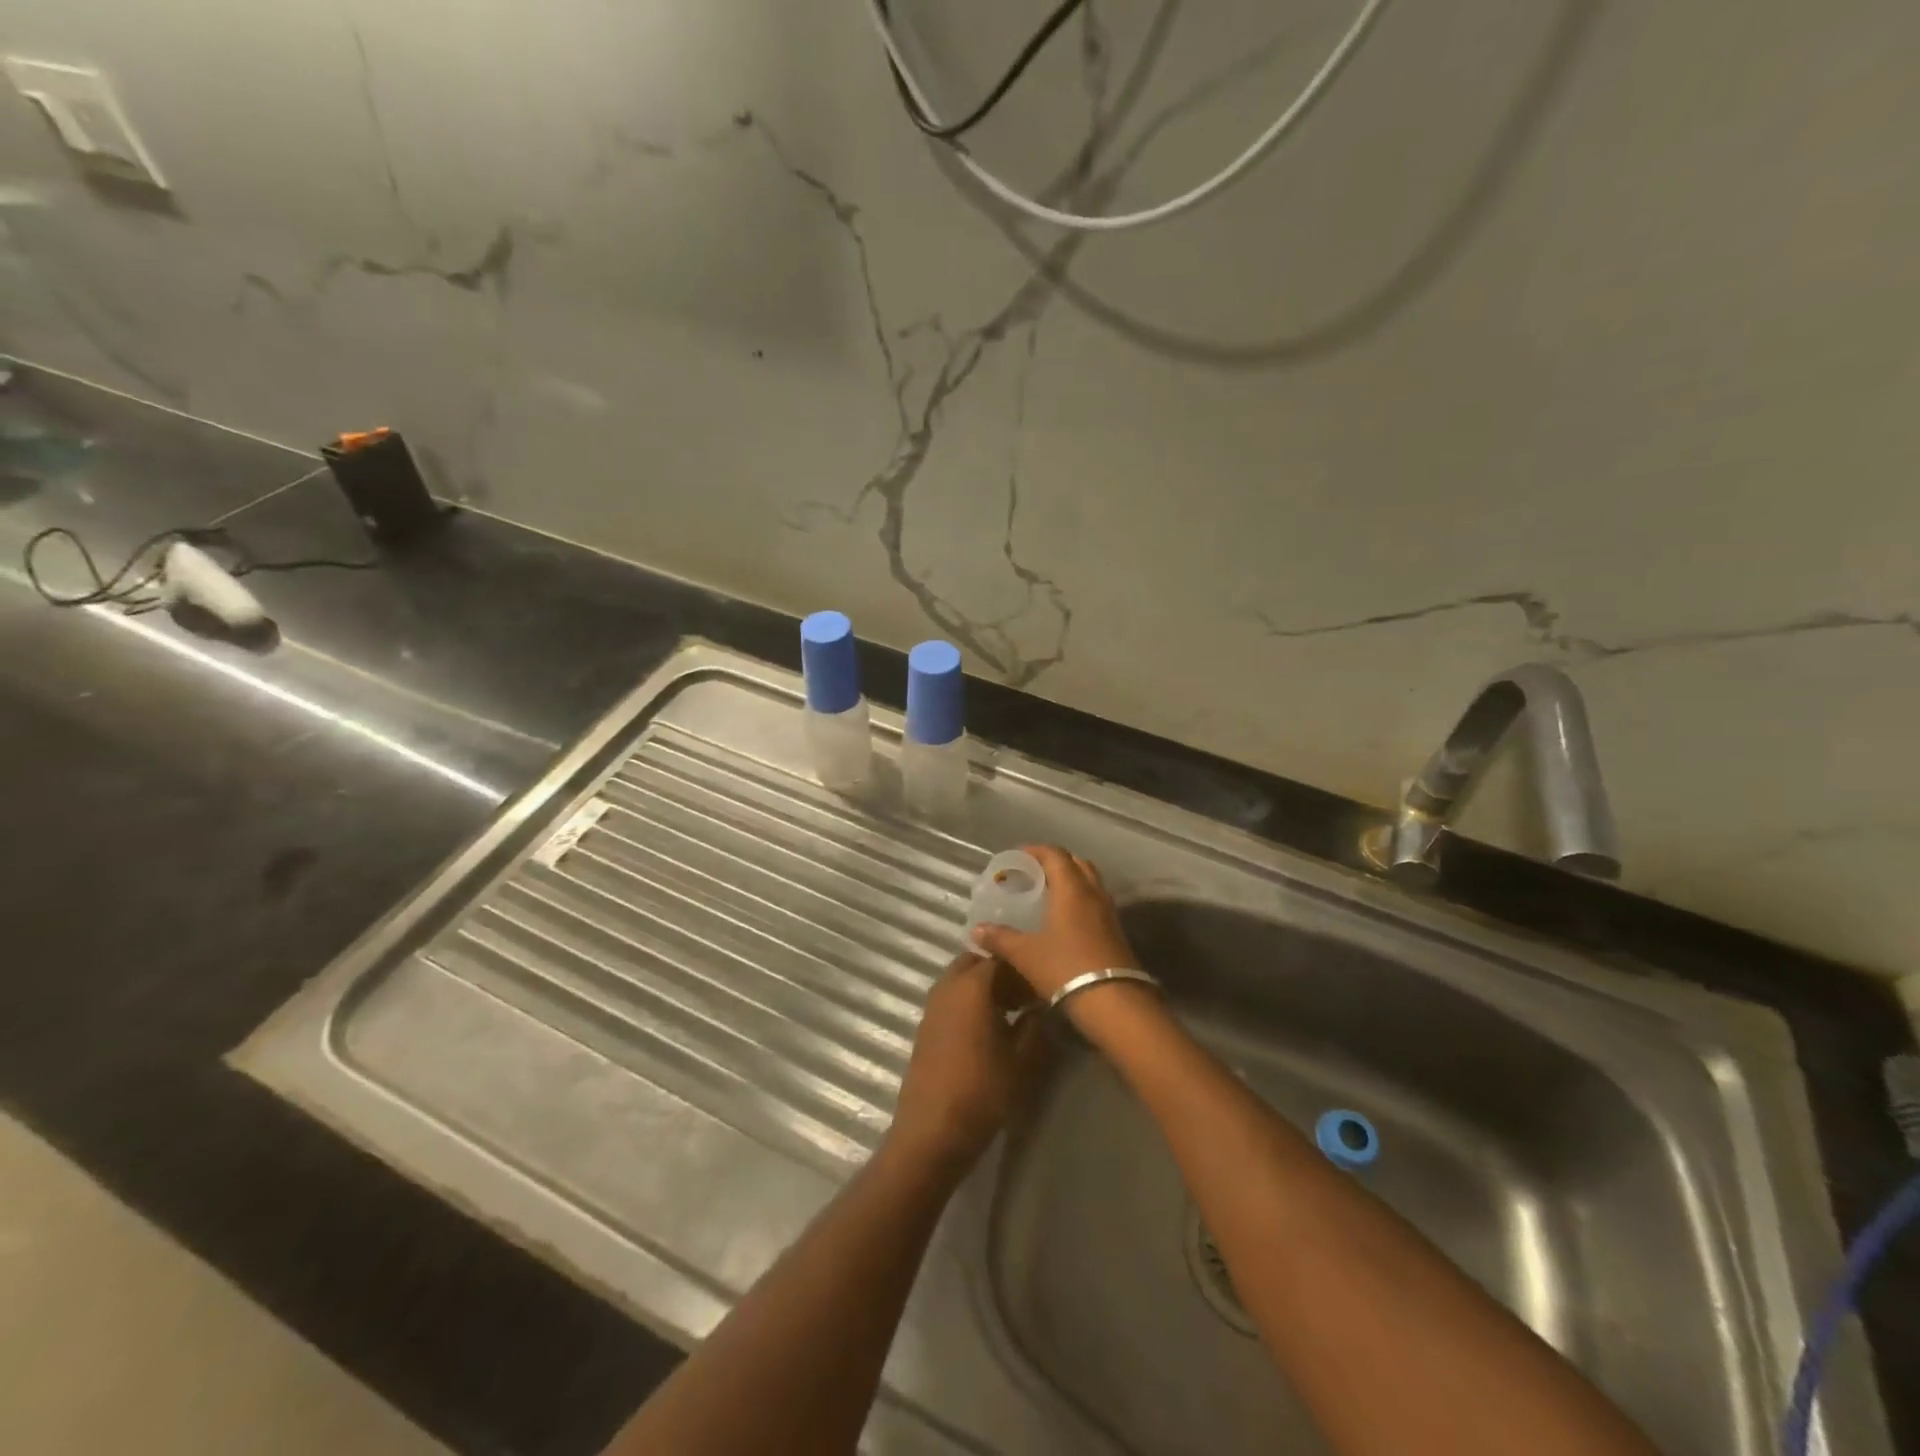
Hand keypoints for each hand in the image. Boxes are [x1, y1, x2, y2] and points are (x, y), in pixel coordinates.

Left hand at [885, 953, 1042, 1178]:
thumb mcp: (1021, 1060)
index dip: (1025, 969)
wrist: (932, 1131)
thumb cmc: (982, 1092)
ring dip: (983, 987)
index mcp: (972, 986)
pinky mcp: (925, 1026)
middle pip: (976, 963)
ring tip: (1010, 1014)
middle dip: (1001, 973)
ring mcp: (932, 1006)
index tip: (1044, 987)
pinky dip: (969, 1002)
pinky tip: (987, 1031)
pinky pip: (950, 999)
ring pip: (961, 980)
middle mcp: (948, 987)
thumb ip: (1034, 1024)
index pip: (1002, 959)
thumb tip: (1042, 1004)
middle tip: (1025, 997)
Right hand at [970, 846, 1139, 1001]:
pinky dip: (1079, 901)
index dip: (1035, 850)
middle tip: (1033, 874)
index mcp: (1071, 889)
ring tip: (1047, 895)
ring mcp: (1108, 912)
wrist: (1114, 1002)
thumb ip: (1000, 938)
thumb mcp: (1025, 954)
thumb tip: (977, 930)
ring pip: (1089, 882)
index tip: (1017, 857)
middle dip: (1054, 863)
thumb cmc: (1066, 968)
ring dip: (1069, 881)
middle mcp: (1093, 893)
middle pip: (1076, 863)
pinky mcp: (1116, 931)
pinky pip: (1095, 902)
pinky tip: (1063, 920)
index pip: (1055, 854)